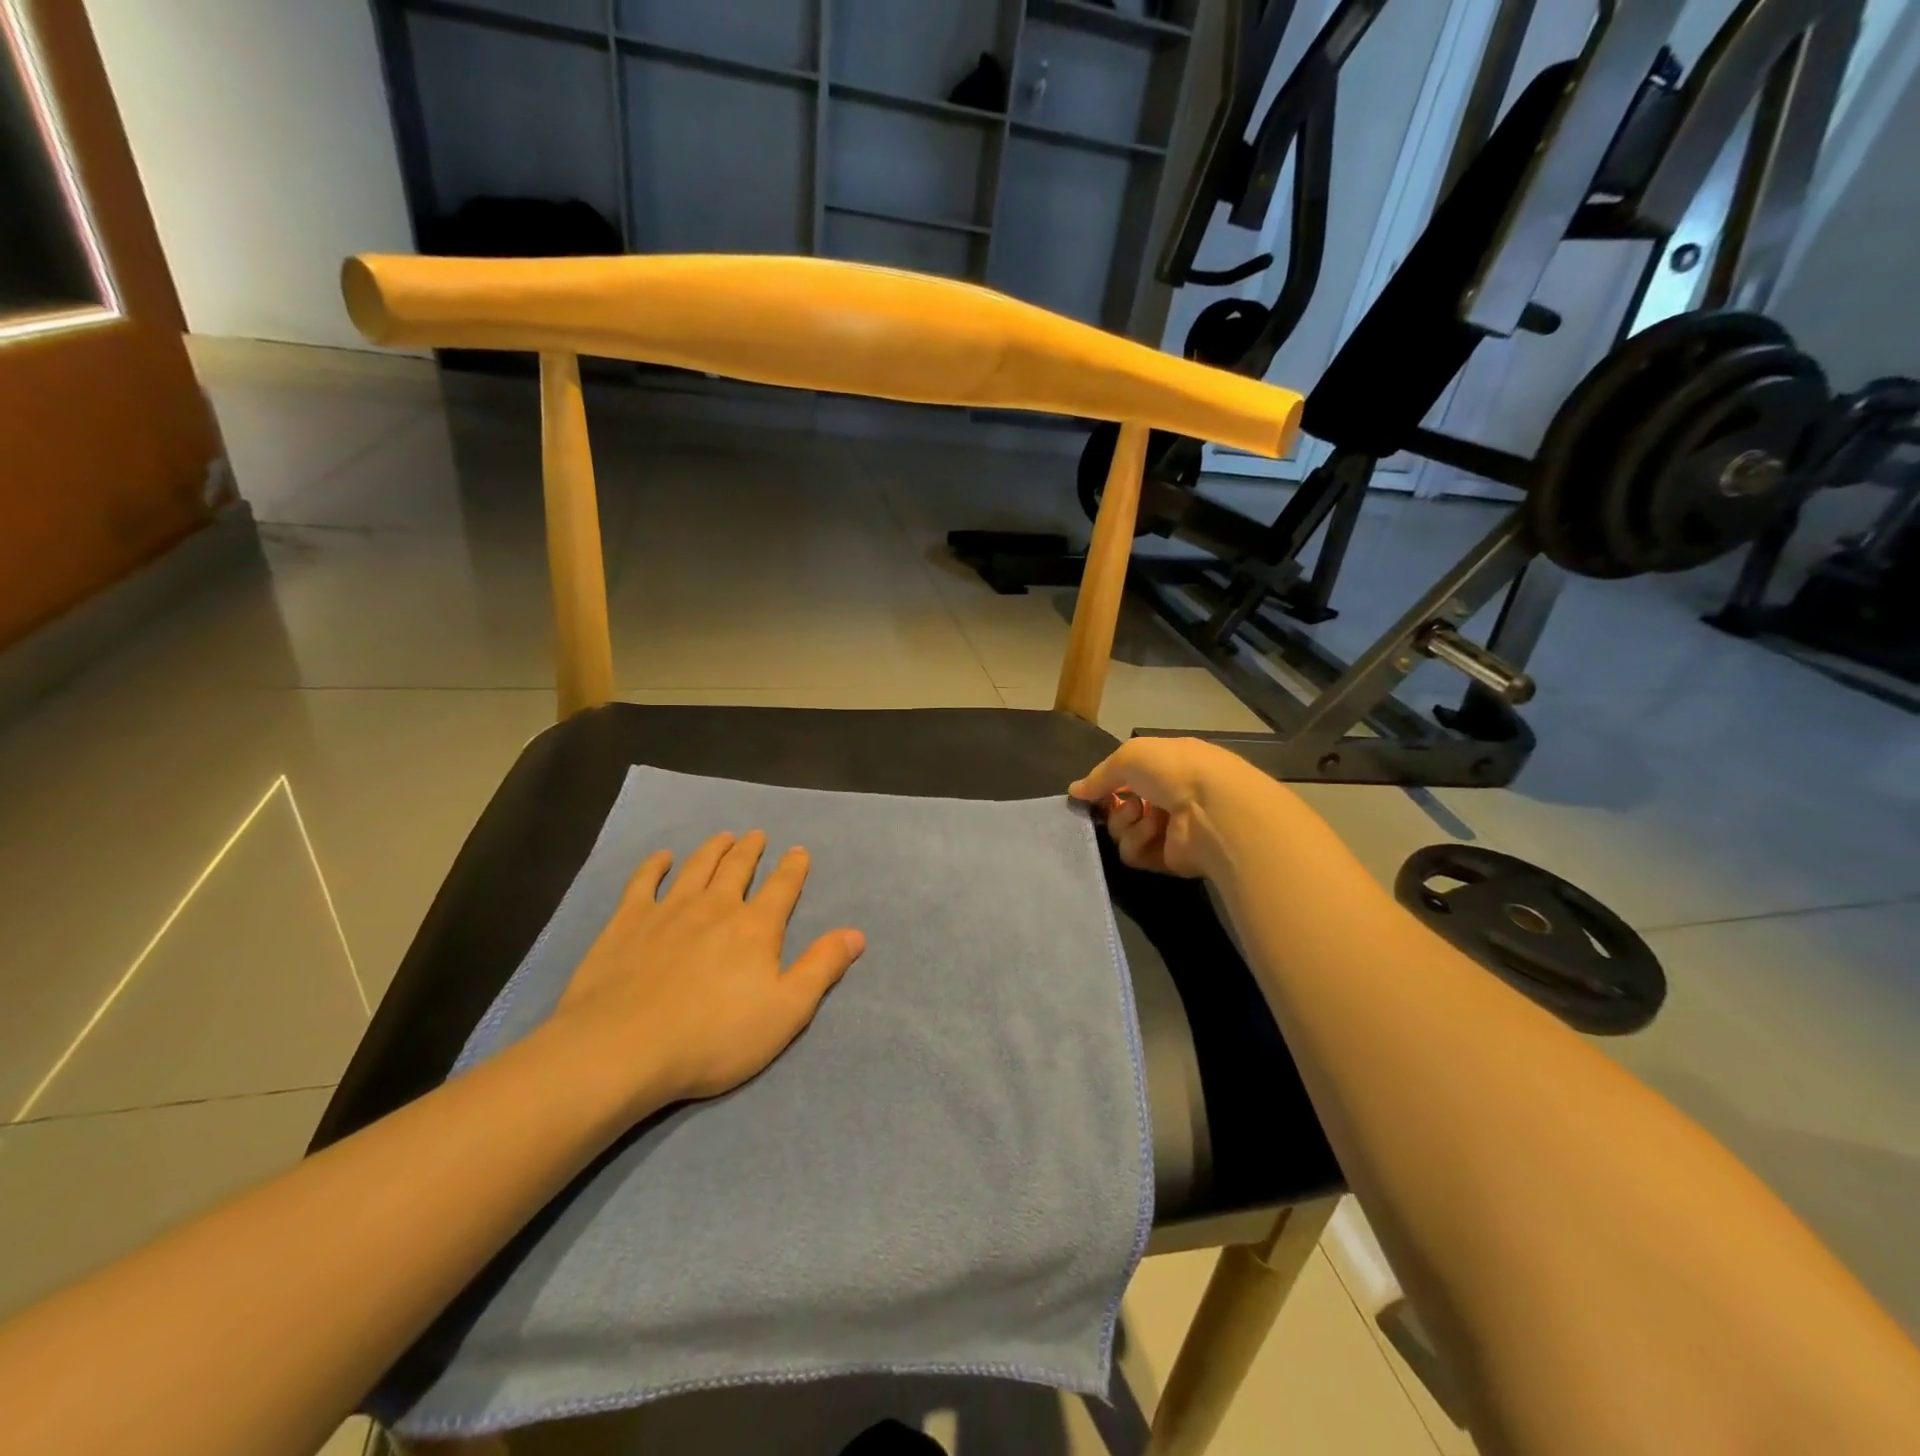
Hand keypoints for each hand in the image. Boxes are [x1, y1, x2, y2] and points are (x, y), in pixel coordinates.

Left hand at [548, 831, 865, 1113]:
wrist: (625, 1048)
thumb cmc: (714, 1036)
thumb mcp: (786, 1010)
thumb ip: (821, 968)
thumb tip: (857, 933)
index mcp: (755, 927)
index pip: (782, 888)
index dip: (793, 868)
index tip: (799, 851)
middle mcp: (715, 907)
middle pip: (737, 869)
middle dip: (750, 850)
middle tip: (756, 835)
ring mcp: (668, 910)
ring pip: (696, 868)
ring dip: (712, 850)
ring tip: (723, 837)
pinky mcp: (627, 923)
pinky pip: (643, 882)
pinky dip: (654, 866)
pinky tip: (661, 857)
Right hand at [1069, 737, 1293, 878]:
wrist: (1212, 809)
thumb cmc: (1174, 770)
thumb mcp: (1129, 756)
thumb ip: (1099, 775)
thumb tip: (1075, 791)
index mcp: (1167, 767)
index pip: (1129, 778)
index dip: (1108, 784)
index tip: (1092, 791)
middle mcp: (1169, 798)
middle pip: (1122, 808)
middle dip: (1115, 807)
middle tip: (1122, 803)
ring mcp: (1170, 830)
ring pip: (1124, 833)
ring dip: (1126, 824)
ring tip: (1143, 815)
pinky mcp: (1169, 859)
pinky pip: (1134, 855)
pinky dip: (1137, 843)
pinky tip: (1153, 832)